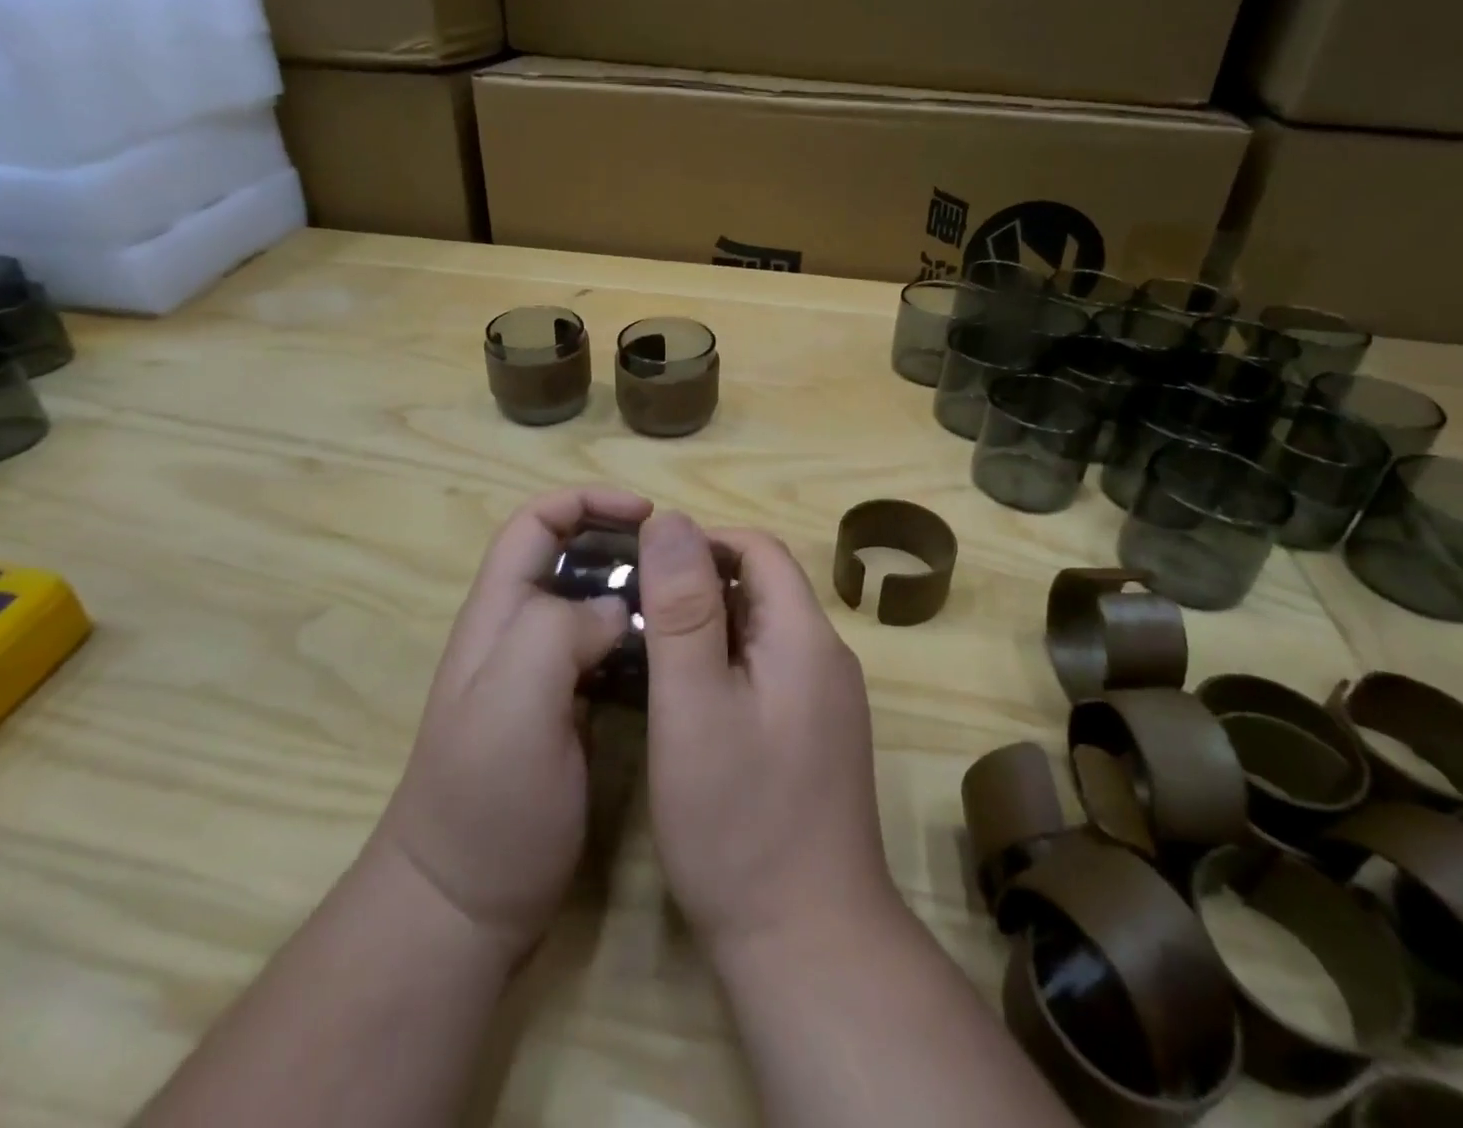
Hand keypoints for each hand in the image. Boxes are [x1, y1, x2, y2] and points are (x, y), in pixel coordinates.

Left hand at [372, 487, 651, 957]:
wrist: (463, 904)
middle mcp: (518, 632)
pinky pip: (608, 651)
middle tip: (679, 561)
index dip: (585, 502)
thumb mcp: (513, 702)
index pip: (535, 523)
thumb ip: (557, 633)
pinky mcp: (567, 711)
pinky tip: (675, 653)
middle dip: (620, 543)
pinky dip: (640, 636)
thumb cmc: (486, 798)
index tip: (646, 515)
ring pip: (592, 603)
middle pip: (568, 556)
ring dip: (635, 589)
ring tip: (686, 600)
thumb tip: (616, 609)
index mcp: (499, 614)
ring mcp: (542, 674)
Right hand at [637, 511, 903, 959]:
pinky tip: (685, 699)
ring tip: (649, 650)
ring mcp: (826, 702)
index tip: (645, 568)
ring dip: (709, 626)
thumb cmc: (739, 820)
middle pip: (762, 588)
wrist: (807, 943)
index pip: (759, 550)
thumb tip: (670, 520)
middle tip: (636, 611)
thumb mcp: (693, 704)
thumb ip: (682, 608)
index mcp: (804, 637)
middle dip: (699, 584)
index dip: (702, 544)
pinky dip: (725, 665)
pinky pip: (768, 672)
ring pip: (762, 632)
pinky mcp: (815, 738)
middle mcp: (826, 658)